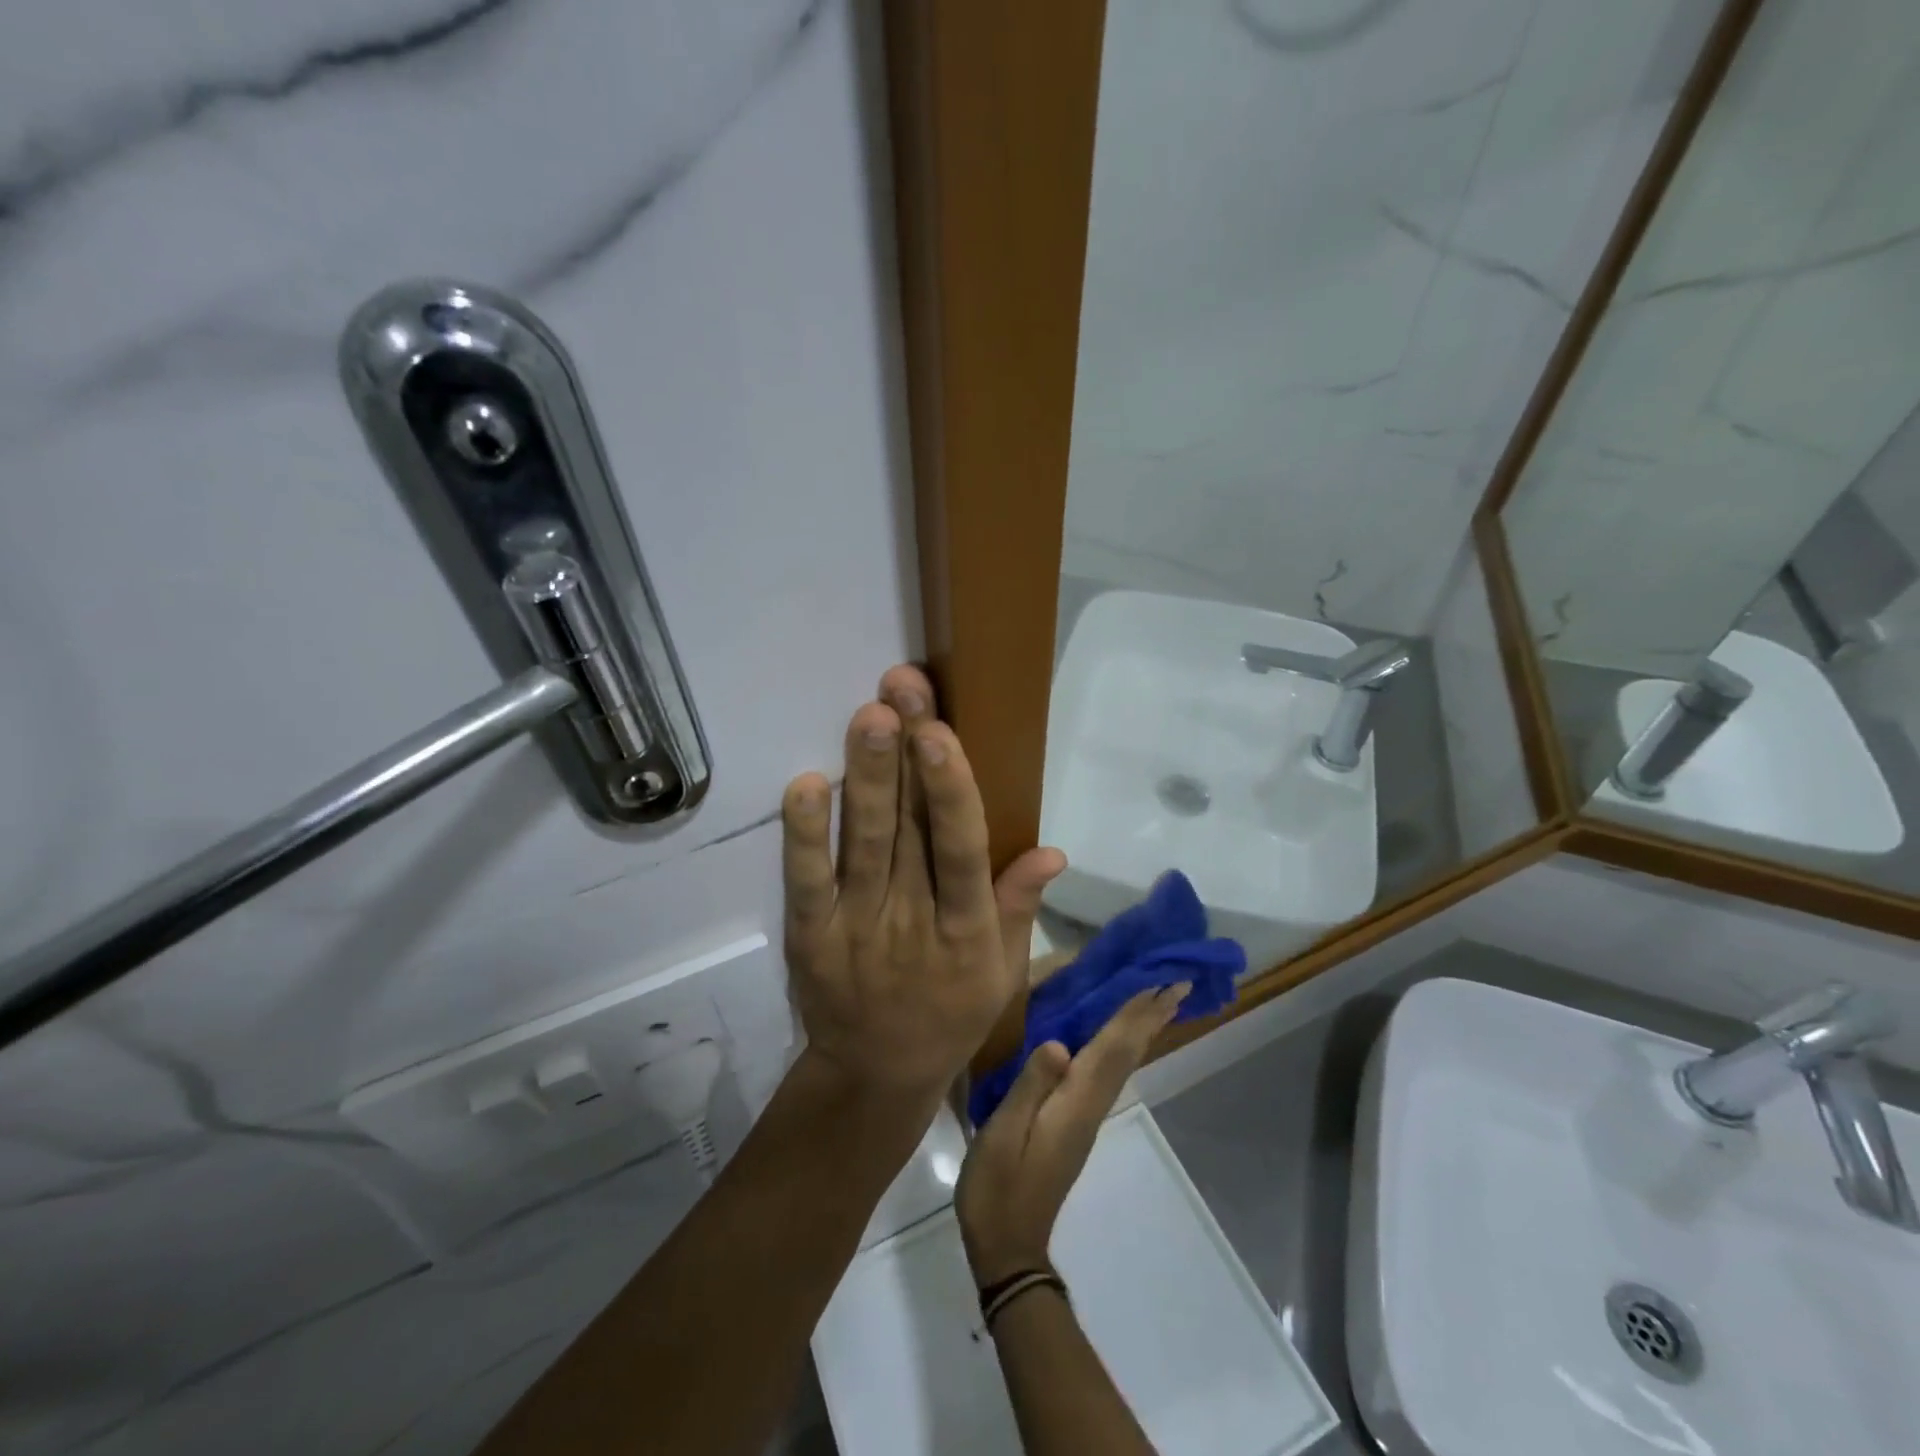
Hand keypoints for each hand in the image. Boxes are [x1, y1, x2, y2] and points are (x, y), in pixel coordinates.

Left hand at [781, 666, 1063, 1100]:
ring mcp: (858, 928)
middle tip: (902, 687)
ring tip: (869, 715)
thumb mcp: (999, 970)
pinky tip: (806, 784)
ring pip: (864, 845)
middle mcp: (914, 922)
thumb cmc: (950, 1013)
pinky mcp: (811, 937)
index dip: (952, 792)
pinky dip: (803, 836)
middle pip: (911, 831)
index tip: (942, 733)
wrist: (876, 1074)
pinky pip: (805, 882)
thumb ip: (1018, 906)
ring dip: (866, 779)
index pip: (963, 852)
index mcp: (968, 930)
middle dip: (907, 755)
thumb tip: (1054, 850)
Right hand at [955, 985, 1188, 1285]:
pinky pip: (1107, 1073)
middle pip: (1126, 1054)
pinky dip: (1120, 1047)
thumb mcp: (1004, 1134)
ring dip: (1141, 1029)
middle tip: (1179, 983)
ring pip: (1121, 1063)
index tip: (1164, 985)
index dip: (1136, 1014)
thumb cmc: (999, 1187)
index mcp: (1075, 1103)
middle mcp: (1089, 1106)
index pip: (1113, 1048)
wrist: (1008, 1247)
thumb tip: (1059, 1045)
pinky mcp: (1075, 1124)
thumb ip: (1030, 1087)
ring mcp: (1085, 1117)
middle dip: (1151, 1017)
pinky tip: (1117, 1041)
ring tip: (1157, 1002)